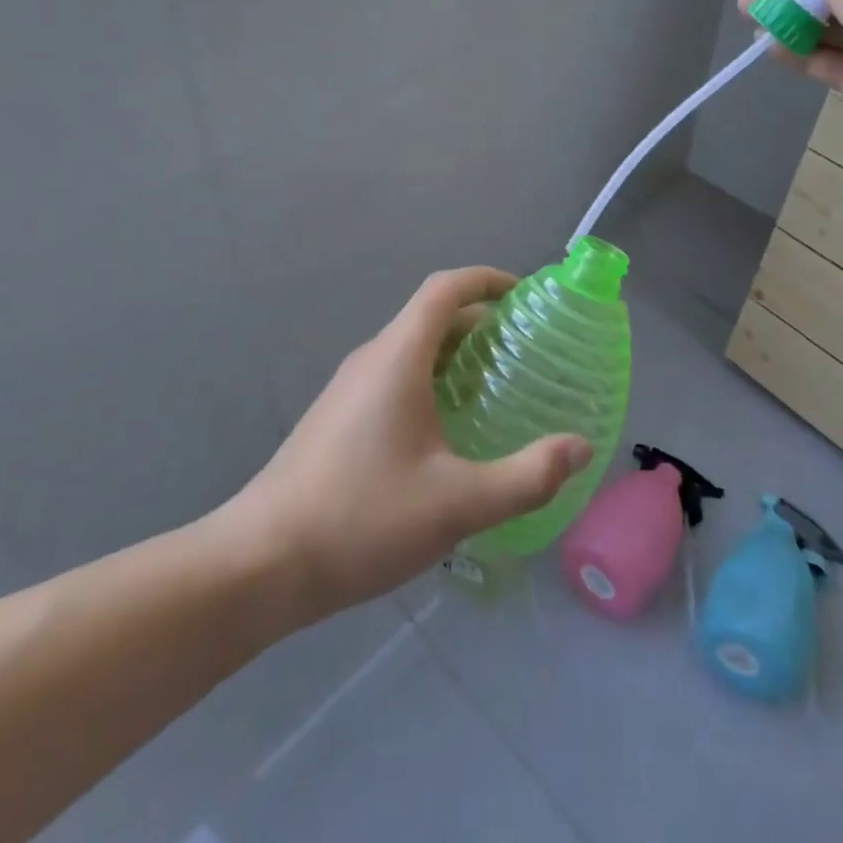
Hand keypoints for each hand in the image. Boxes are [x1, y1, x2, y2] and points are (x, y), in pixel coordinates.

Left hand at [227, 267, 592, 622]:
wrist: (262, 563)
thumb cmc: (363, 519)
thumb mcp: (458, 503)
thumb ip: (528, 476)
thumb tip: (581, 448)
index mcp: (398, 357)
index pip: (444, 289)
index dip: (486, 279)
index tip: (524, 296)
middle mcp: (371, 359)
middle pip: (431, 317)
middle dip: (480, 322)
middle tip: (525, 351)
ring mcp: (348, 388)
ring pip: (411, 349)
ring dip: (455, 354)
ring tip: (497, 387)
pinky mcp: (337, 417)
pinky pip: (394, 376)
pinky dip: (431, 379)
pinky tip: (449, 430)